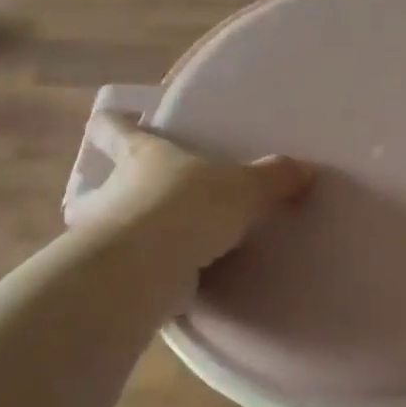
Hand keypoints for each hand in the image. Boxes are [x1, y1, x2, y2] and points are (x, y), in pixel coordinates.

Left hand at [67, 111, 313, 272]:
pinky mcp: (115, 276)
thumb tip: (306, 169)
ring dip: (123, 235)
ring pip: (105, 230)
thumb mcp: (242, 189)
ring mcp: (106, 236)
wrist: (146, 267)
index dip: (113, 123)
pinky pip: (129, 270)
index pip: (113, 128)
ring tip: (152, 245)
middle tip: (130, 195)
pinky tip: (164, 284)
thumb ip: (272, 179)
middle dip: (110, 189)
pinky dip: (142, 274)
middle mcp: (113, 191)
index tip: (114, 122)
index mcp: (141, 155)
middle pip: (99, 183)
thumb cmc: (186, 207)